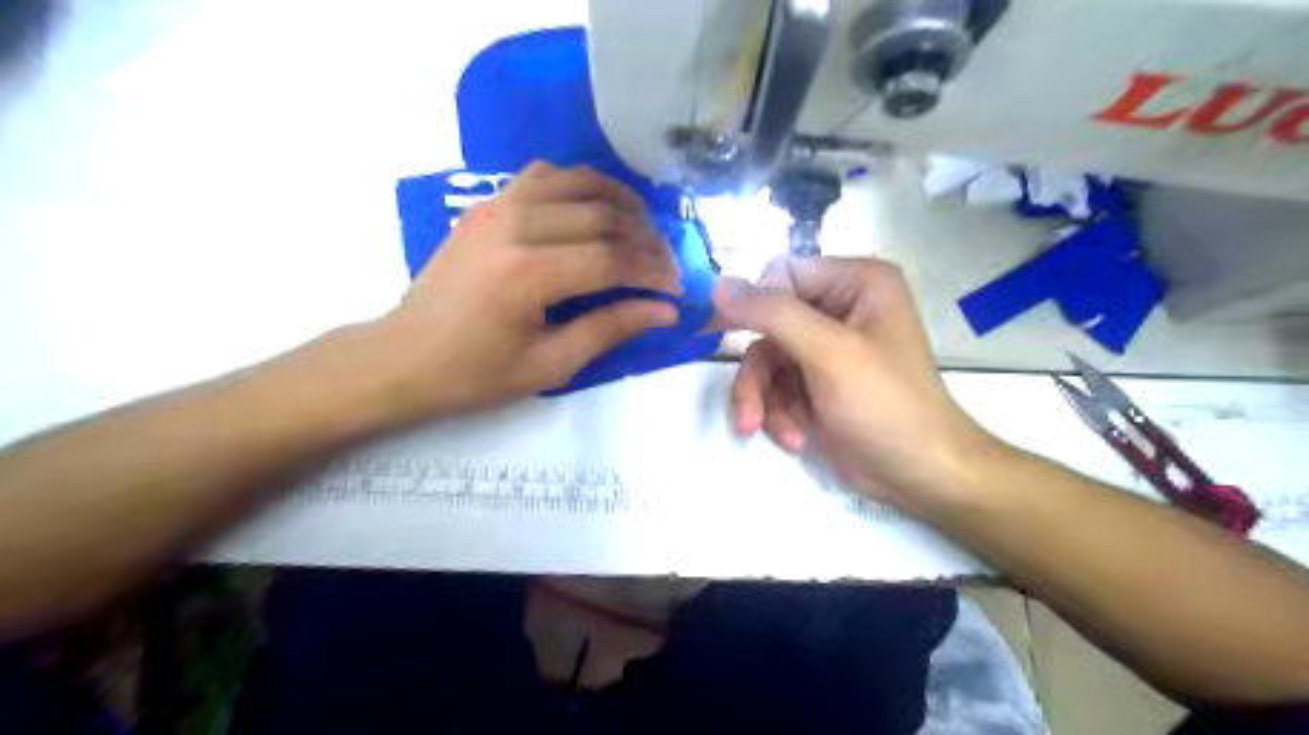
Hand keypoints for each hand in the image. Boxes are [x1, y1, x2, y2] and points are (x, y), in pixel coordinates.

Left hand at [360, 161, 680, 424]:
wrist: (403, 357)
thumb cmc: (474, 373)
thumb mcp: (549, 366)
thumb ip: (610, 329)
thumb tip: (664, 311)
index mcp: (528, 274)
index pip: (612, 260)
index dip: (653, 273)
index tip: (677, 290)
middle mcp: (515, 226)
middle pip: (603, 216)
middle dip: (645, 240)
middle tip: (665, 266)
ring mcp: (497, 206)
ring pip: (579, 182)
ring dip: (620, 202)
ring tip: (641, 231)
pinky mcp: (487, 203)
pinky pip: (545, 175)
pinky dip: (580, 186)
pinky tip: (594, 211)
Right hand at [714, 256, 1004, 507]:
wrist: (918, 473)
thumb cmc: (885, 404)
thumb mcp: (828, 353)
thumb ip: (772, 313)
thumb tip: (718, 285)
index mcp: (855, 283)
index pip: (783, 274)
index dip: (755, 304)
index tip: (724, 332)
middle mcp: (839, 308)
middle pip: (767, 323)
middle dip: (758, 372)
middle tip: (746, 409)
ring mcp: (825, 349)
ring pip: (765, 360)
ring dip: (762, 399)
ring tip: (770, 431)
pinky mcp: (815, 383)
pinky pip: (775, 387)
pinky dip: (777, 413)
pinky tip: (795, 438)